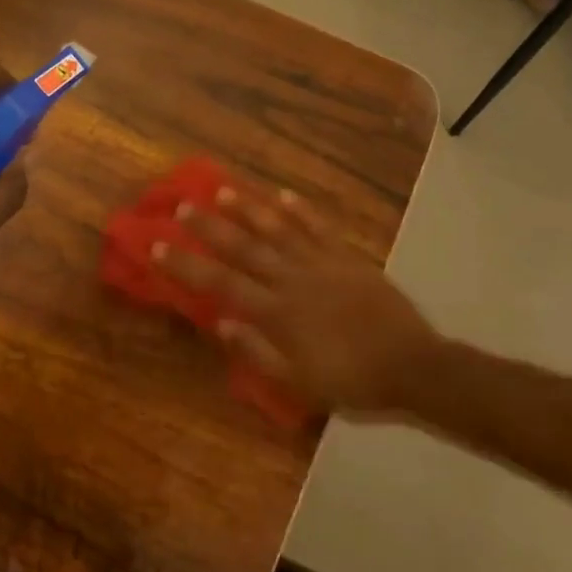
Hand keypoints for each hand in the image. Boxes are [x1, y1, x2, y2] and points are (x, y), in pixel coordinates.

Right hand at [154, 184, 446, 419]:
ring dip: (248, 209)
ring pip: (278, 230)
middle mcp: (293, 280)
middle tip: (183, 205)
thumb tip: (221, 322)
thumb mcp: (298, 382)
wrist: (412, 366)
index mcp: (277, 312)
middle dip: (210, 227)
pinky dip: (300, 210)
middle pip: (244, 248)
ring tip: (223, 190)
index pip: (221, 282)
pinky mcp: (347, 258)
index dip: (187, 264)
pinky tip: (283, 194)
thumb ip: (257, 351)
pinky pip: (319, 228)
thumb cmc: (351, 380)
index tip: (159, 244)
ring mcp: (322, 264)